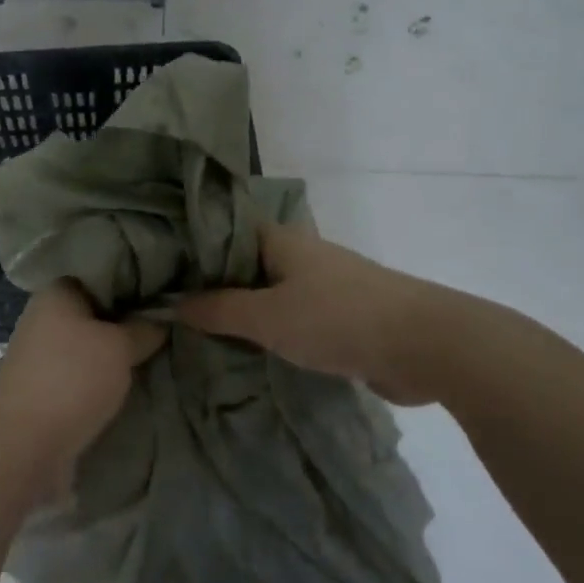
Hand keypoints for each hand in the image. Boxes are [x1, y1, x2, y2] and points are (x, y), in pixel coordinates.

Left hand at [0, 282, 165, 478]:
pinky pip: (82, 372)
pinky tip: (130, 381)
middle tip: (168, 325)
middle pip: (97, 311)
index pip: (102, 274)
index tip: (166, 293)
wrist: (23, 447)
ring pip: (90, 344)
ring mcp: (41, 354)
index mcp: (56, 292)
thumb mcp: (120, 346)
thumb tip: (162, 318)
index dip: (135, 282)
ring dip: (116, 352)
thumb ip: (144, 328)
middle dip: (129, 320)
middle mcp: (44, 316)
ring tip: (156, 354)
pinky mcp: (44, 387)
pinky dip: (102, 377)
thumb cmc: (72, 379)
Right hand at [176, 222, 429, 398]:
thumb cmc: (337, 319)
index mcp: (281, 241)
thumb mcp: (267, 317)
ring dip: (243, 312)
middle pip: (245, 264)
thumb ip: (219, 310)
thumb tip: (173, 304)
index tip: (158, 268)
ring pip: (270, 294)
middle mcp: (300, 256)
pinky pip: (293, 319)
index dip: (193, 247)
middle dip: (213, 285)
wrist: (424, 345)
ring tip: (200, 332)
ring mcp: (324, 286)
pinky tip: (247, 351)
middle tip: (170, 308)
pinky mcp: (342, 317)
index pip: (225, 231)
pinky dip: (271, 331)